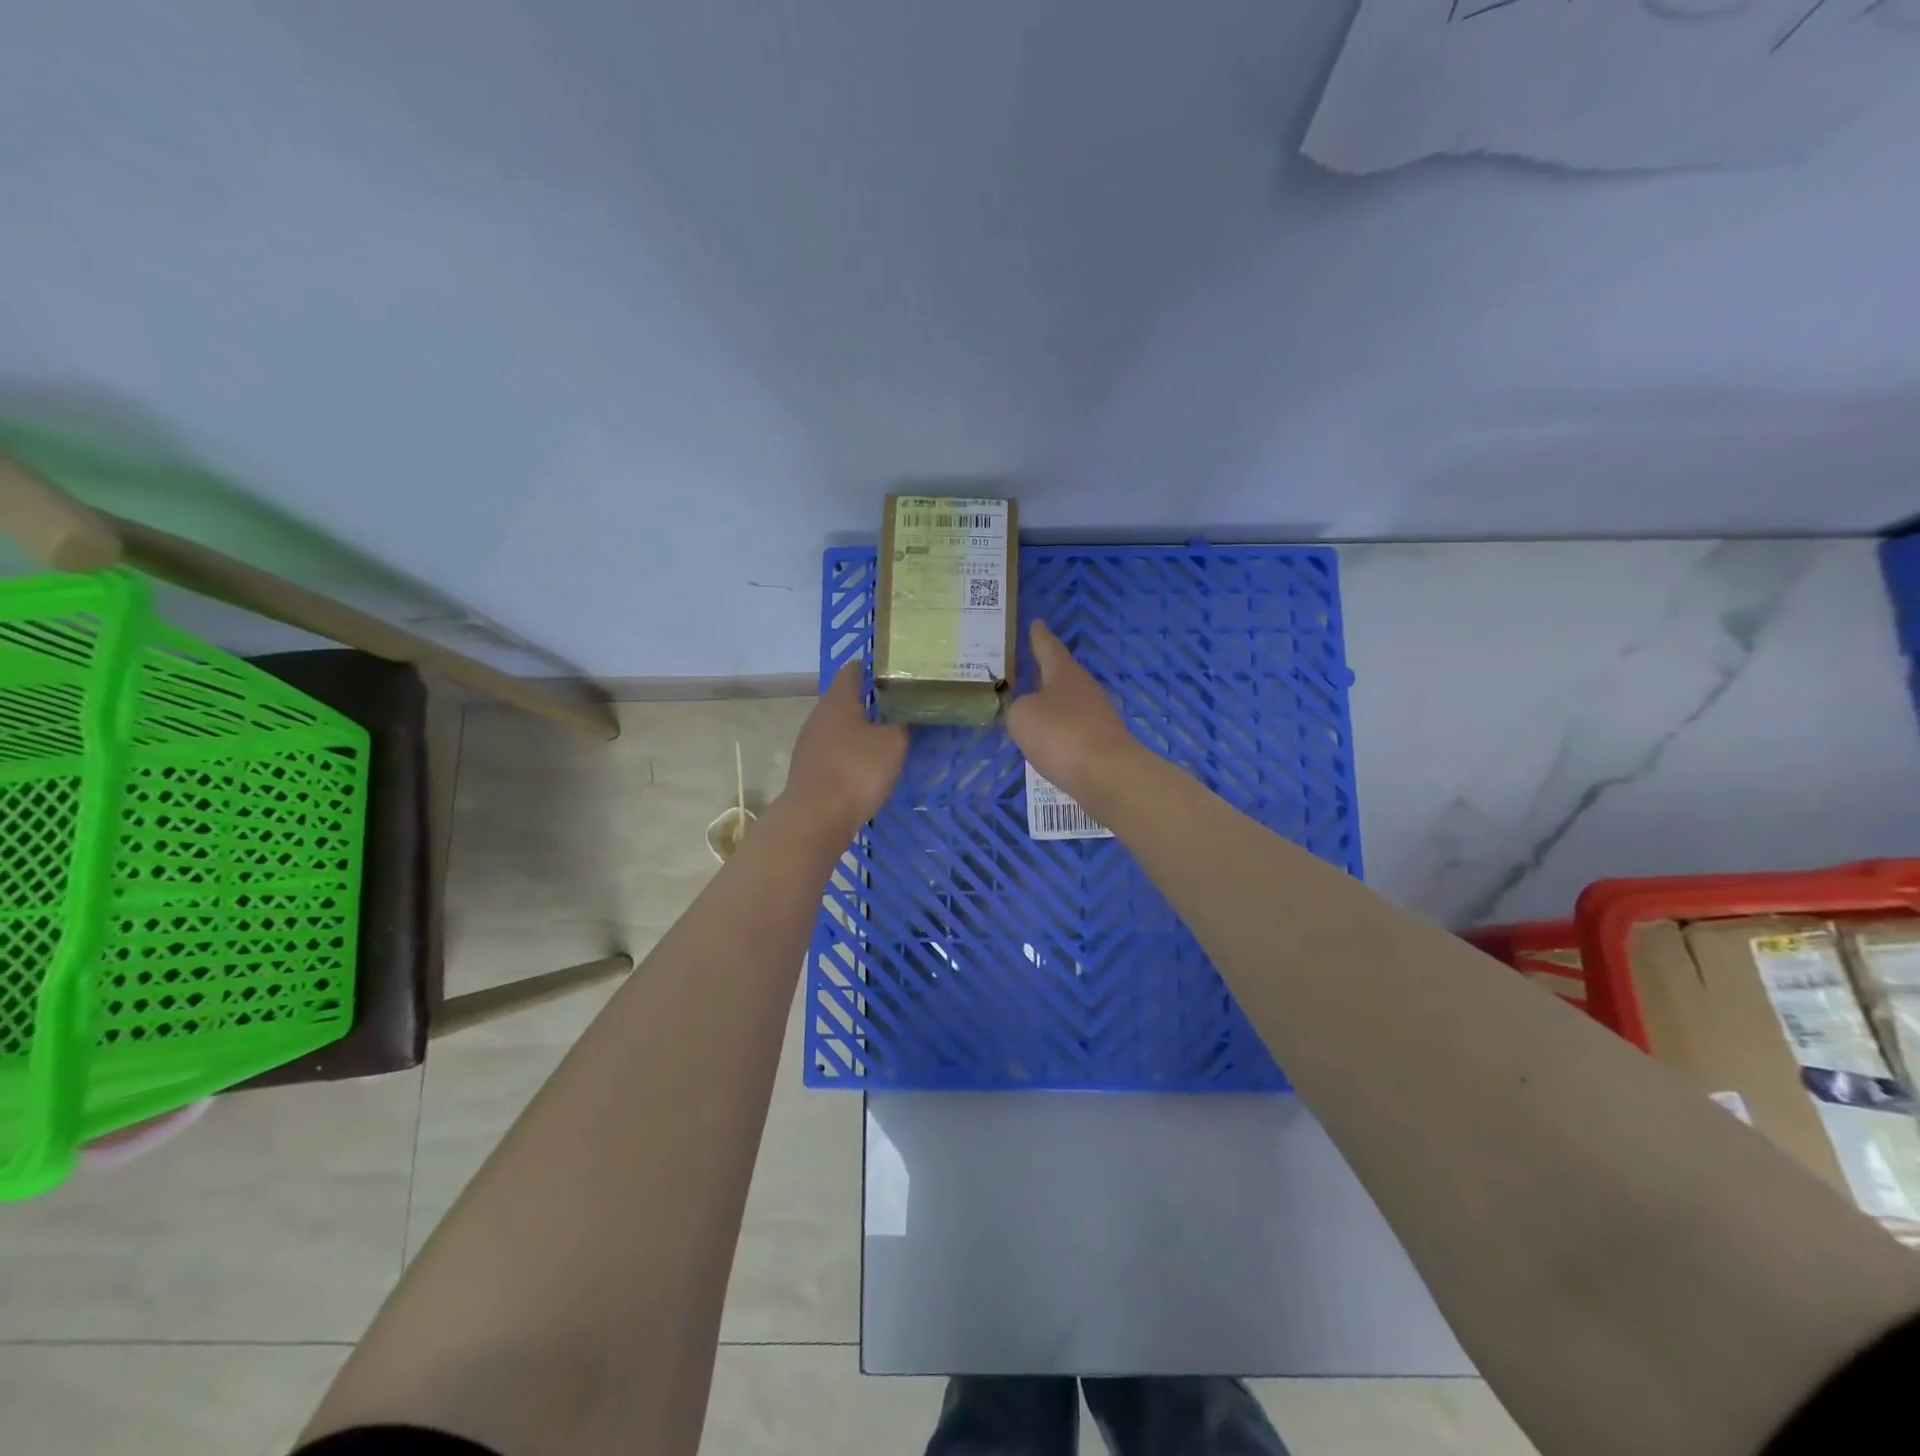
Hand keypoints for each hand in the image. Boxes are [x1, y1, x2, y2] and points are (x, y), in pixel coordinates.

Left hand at [783, 663, 907, 831]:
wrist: (817, 816)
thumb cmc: (857, 770)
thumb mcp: (893, 744)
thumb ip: (900, 726)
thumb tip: (900, 719)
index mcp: (838, 701)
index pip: (852, 672)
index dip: (870, 668)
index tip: (889, 670)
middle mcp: (818, 716)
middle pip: (843, 701)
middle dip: (866, 702)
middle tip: (894, 706)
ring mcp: (809, 744)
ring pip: (837, 728)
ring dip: (857, 731)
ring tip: (883, 737)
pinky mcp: (807, 770)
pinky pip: (832, 753)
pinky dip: (848, 754)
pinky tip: (864, 766)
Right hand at [1005, 621, 1138, 805]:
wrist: (1108, 776)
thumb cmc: (1061, 735)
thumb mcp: (1022, 717)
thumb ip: (1017, 708)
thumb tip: (1027, 711)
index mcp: (1064, 673)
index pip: (1048, 647)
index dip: (1039, 636)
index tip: (1036, 623)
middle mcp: (1084, 688)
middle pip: (1061, 675)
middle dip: (1043, 674)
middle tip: (1026, 669)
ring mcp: (1097, 716)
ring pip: (1067, 704)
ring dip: (1051, 706)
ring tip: (1030, 710)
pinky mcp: (1102, 742)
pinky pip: (1073, 730)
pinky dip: (1059, 733)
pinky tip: (1047, 743)